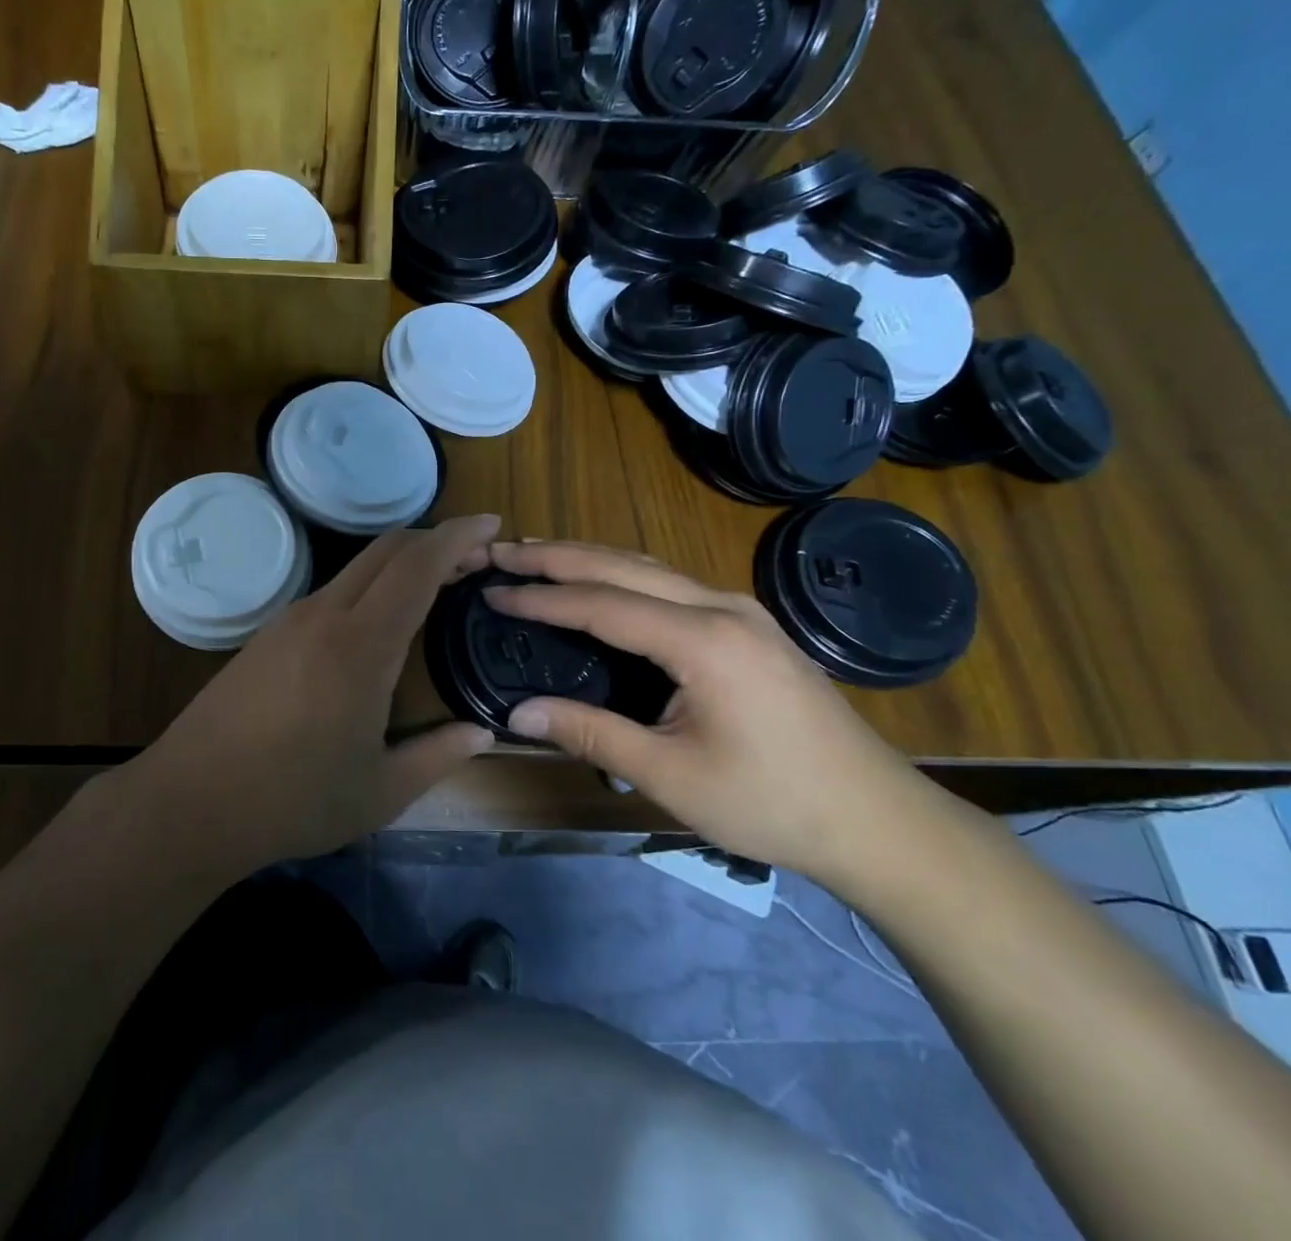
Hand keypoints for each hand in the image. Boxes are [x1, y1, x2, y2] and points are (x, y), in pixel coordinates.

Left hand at [127, 514, 502, 872]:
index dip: (457, 536)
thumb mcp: (381, 792)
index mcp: (361, 645)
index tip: (492, 525)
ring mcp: (289, 620)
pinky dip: (369, 587)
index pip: (417, 566)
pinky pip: (330, 592)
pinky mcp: (266, 635)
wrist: (190, 800)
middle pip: (386, 550)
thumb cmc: (293, 800)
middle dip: (434, 540)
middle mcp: (324, 615)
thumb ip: (438, 757)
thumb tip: (481, 734)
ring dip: (399, 564)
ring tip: (434, 587)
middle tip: (474, 557)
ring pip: (356, 568)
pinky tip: (376, 622)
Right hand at [481, 541, 932, 881]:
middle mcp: (722, 607)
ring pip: (648, 568)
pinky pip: (670, 585)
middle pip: (622, 566)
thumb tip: (518, 712)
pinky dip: (621, 576)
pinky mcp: (748, 625)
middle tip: (501, 551)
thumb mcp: (671, 775)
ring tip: (536, 555)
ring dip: (588, 558)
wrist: (879, 821)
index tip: (492, 591)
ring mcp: (740, 611)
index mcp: (702, 640)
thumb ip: (590, 733)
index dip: (541, 597)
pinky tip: (600, 583)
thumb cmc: (773, 802)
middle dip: (556, 555)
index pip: (601, 603)